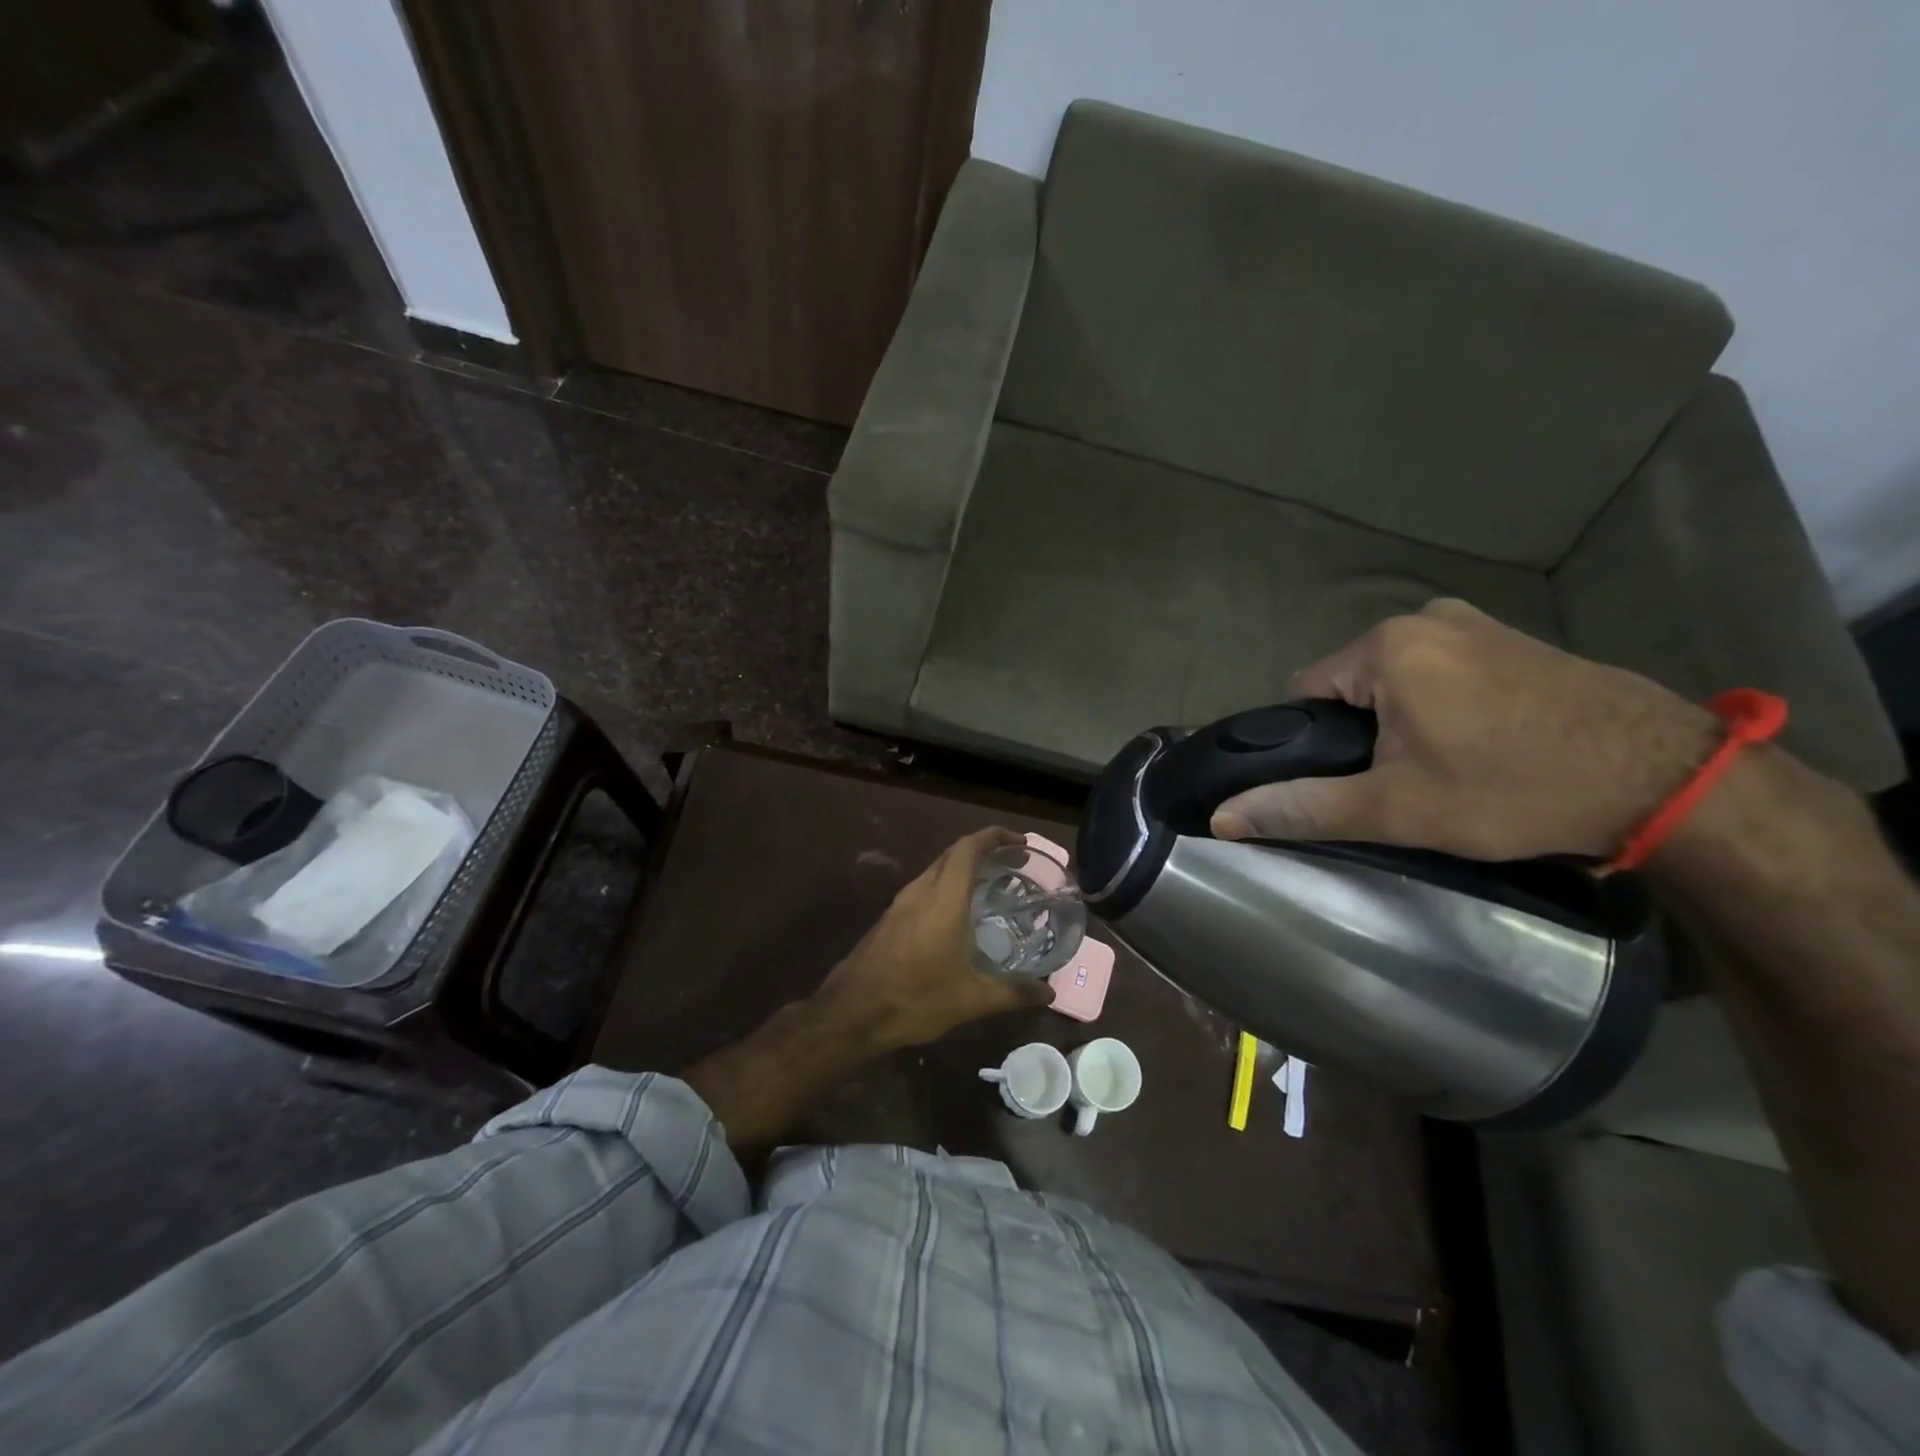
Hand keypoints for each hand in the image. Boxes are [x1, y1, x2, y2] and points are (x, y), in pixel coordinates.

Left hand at [815, 827, 1053, 1050]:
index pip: (969, 848)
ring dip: (962, 869)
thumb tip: (1048, 992)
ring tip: (990, 887)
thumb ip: (1012, 992)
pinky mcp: (889, 919)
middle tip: (1012, 864)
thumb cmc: (915, 998)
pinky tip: (957, 915)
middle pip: (952, 854)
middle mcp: (921, 891)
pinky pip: (923, 889)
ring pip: (935, 871)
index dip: (994, 837)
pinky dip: (946, 887)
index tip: (1020, 843)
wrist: (852, 1012)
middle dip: (983, 850)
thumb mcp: (971, 999)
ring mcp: (900, 904)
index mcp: (944, 898)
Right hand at [1211, 599, 1719, 860]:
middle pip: (1352, 684)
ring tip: (1441, 768)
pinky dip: (1442, 703)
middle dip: (1360, 731)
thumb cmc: (1512, 789)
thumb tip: (1222, 817)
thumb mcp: (1396, 807)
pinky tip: (1479, 743)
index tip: (1347, 781)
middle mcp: (1423, 618)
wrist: (1665, 779)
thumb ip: (1303, 806)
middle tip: (1398, 783)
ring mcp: (1475, 622)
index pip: (1304, 693)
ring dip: (1401, 718)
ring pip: (1398, 678)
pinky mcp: (1515, 637)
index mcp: (1383, 647)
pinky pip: (1444, 670)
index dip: (1313, 743)